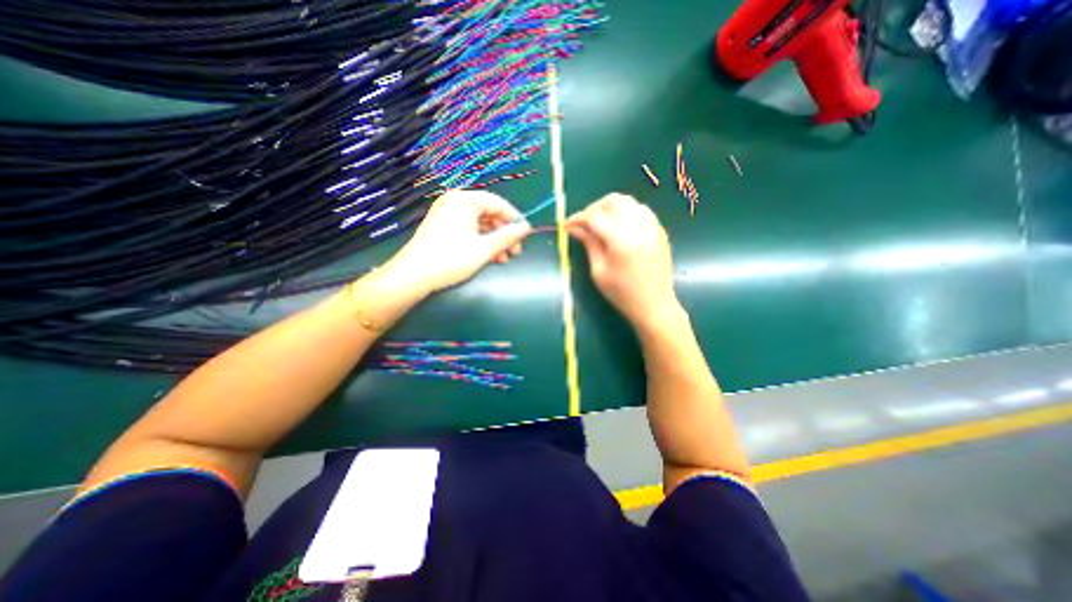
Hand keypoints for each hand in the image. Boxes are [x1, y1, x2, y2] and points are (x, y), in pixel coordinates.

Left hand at [387, 190, 536, 293]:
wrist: (413, 276)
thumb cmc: (450, 259)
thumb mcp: (484, 249)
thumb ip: (507, 237)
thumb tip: (527, 228)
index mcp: (464, 200)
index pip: (498, 203)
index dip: (514, 219)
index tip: (526, 234)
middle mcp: (456, 202)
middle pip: (489, 213)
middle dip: (504, 233)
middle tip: (516, 251)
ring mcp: (448, 214)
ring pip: (481, 224)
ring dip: (495, 240)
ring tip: (505, 258)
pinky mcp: (444, 227)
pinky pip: (470, 230)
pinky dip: (482, 242)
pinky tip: (492, 257)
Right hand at [563, 192, 676, 327]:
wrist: (655, 305)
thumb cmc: (622, 293)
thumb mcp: (599, 271)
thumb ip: (589, 244)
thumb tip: (575, 227)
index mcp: (621, 240)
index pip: (595, 216)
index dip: (578, 218)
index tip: (567, 225)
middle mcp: (639, 226)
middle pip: (613, 201)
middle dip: (594, 208)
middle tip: (585, 224)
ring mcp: (652, 226)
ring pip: (628, 201)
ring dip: (610, 207)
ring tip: (601, 224)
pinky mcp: (659, 230)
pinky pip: (641, 210)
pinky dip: (626, 212)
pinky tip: (619, 226)